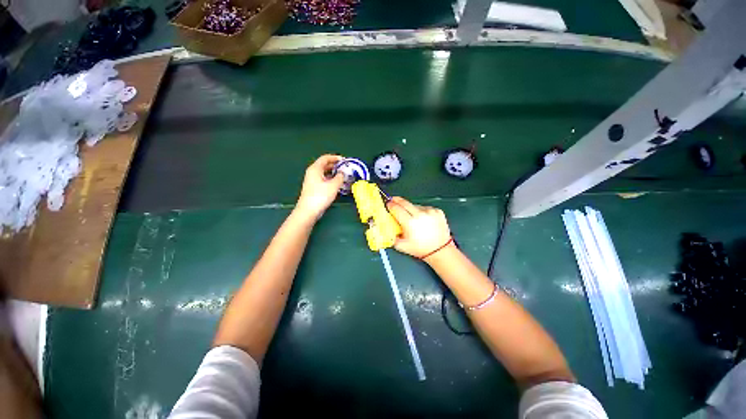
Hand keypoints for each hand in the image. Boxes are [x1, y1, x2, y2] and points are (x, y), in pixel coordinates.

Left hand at [295, 154, 344, 220]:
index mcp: (315, 168)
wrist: (308, 210)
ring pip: (324, 172)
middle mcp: (312, 172)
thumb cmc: (320, 196)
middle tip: (345, 168)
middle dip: (335, 165)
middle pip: (324, 164)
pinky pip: (323, 178)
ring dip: (333, 172)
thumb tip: (343, 173)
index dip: (335, 157)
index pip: (325, 158)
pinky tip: (336, 183)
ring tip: (343, 175)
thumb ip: (340, 177)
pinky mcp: (313, 187)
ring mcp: (312, 180)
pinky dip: (330, 178)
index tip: (344, 160)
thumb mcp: (333, 185)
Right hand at [386, 197, 452, 258]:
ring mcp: (430, 211)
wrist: (440, 250)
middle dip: (397, 200)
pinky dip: (421, 211)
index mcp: (410, 222)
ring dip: (410, 208)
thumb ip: (391, 236)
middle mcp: (420, 214)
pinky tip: (422, 219)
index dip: (390, 205)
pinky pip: (425, 208)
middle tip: (393, 199)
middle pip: (404, 202)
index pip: (396, 208)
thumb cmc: (421, 249)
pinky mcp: (437, 211)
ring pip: (415, 205)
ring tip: (411, 216)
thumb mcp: (401, 246)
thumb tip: (386, 227)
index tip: (388, 204)